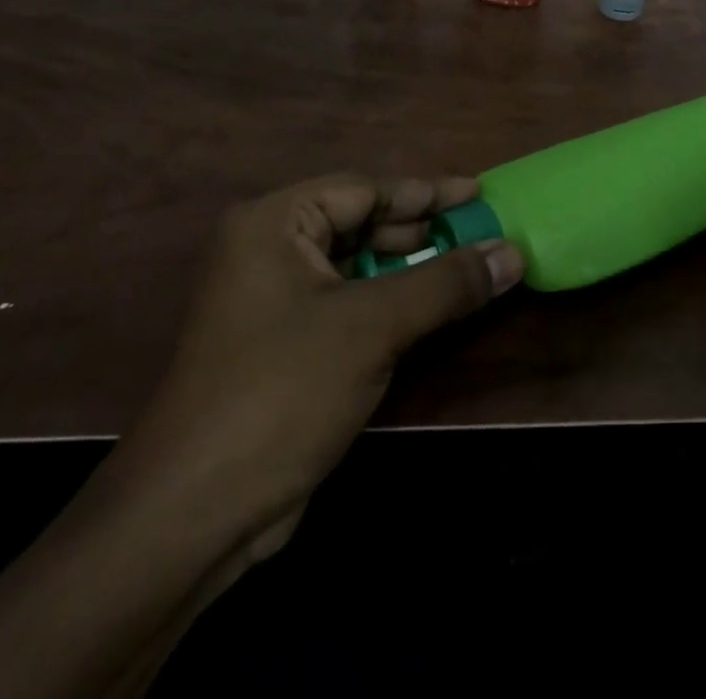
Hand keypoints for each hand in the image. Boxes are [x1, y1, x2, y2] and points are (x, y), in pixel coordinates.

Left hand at [98, 173, 522, 575]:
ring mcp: (274, 301)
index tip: (479, 193)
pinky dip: (392, 301)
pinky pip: (350, 303)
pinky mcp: (285, 345)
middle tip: (481, 232)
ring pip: (358, 265)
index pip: (364, 189)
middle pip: (361, 222)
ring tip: (468, 266)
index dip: (426, 191)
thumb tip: (513, 251)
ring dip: (412, 267)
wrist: (193, 517)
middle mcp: (269, 251)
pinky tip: (432, 309)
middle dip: (422, 230)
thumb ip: (447, 282)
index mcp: (274, 225)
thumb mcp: (373, 325)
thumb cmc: (281, 392)